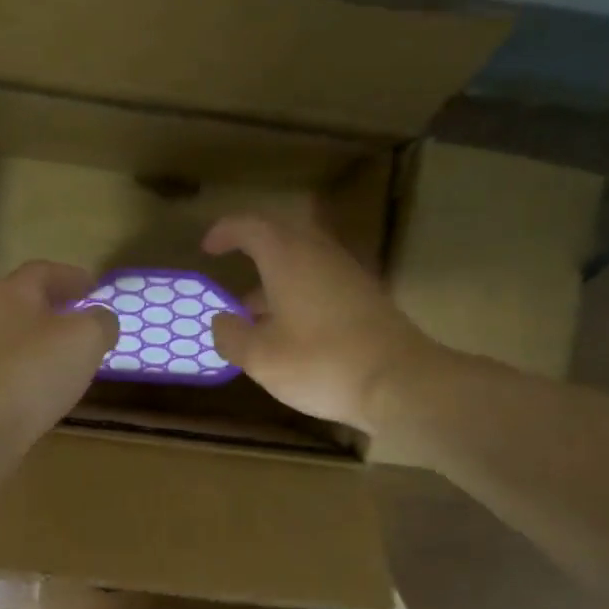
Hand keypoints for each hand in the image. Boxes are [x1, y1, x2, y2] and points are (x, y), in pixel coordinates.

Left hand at [0, 260, 115, 446]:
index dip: (72, 276)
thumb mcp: (85, 338)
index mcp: (13, 293)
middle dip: (59, 310)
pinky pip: (13, 376)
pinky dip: (35, 378)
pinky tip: (51, 394)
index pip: (44, 271)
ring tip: (76, 361)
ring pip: (20, 342)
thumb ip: (100, 322)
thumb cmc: (32, 371)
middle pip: (28, 305)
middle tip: (88, 323)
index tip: (95, 287)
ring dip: (47, 346)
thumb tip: (102, 319)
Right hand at [202, 213, 438, 431]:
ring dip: (275, 279)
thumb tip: (221, 321)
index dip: (226, 232)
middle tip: (231, 270)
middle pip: (281, 237)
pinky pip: (321, 282)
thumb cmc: (321, 363)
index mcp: (288, 257)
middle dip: (252, 251)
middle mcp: (319, 254)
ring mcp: (347, 274)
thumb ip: (232, 335)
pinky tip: (289, 331)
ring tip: (252, 314)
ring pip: (303, 262)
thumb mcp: (261, 357)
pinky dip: (297, 295)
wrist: (400, 382)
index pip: (251, 226)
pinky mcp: (366, 298)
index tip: (208, 248)